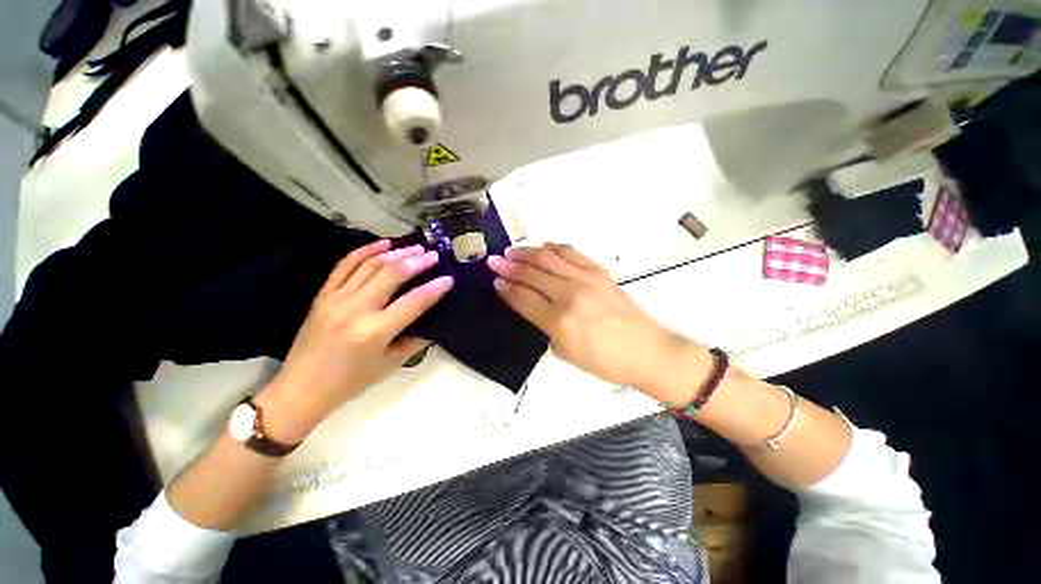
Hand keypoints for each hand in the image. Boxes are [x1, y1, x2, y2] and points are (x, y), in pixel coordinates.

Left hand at [259, 240, 452, 440]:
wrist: (302, 388)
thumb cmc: (351, 381)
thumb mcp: (390, 365)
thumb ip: (415, 341)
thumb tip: (434, 323)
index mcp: (375, 331)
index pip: (414, 301)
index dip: (435, 288)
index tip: (449, 278)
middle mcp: (356, 309)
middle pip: (392, 274)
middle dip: (417, 261)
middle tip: (433, 255)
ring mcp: (336, 298)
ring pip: (370, 265)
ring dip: (396, 253)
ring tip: (415, 247)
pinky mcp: (323, 294)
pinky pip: (345, 265)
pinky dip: (365, 251)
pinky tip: (382, 244)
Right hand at [487, 243, 711, 406]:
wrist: (648, 351)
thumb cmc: (605, 361)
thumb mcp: (566, 353)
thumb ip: (545, 327)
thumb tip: (534, 305)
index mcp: (558, 321)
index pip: (522, 297)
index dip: (505, 287)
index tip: (494, 280)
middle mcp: (569, 295)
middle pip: (531, 274)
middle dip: (508, 266)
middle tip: (494, 260)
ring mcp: (586, 279)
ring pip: (548, 257)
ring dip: (526, 252)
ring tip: (512, 251)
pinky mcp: (600, 271)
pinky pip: (571, 252)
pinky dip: (552, 248)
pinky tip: (542, 248)